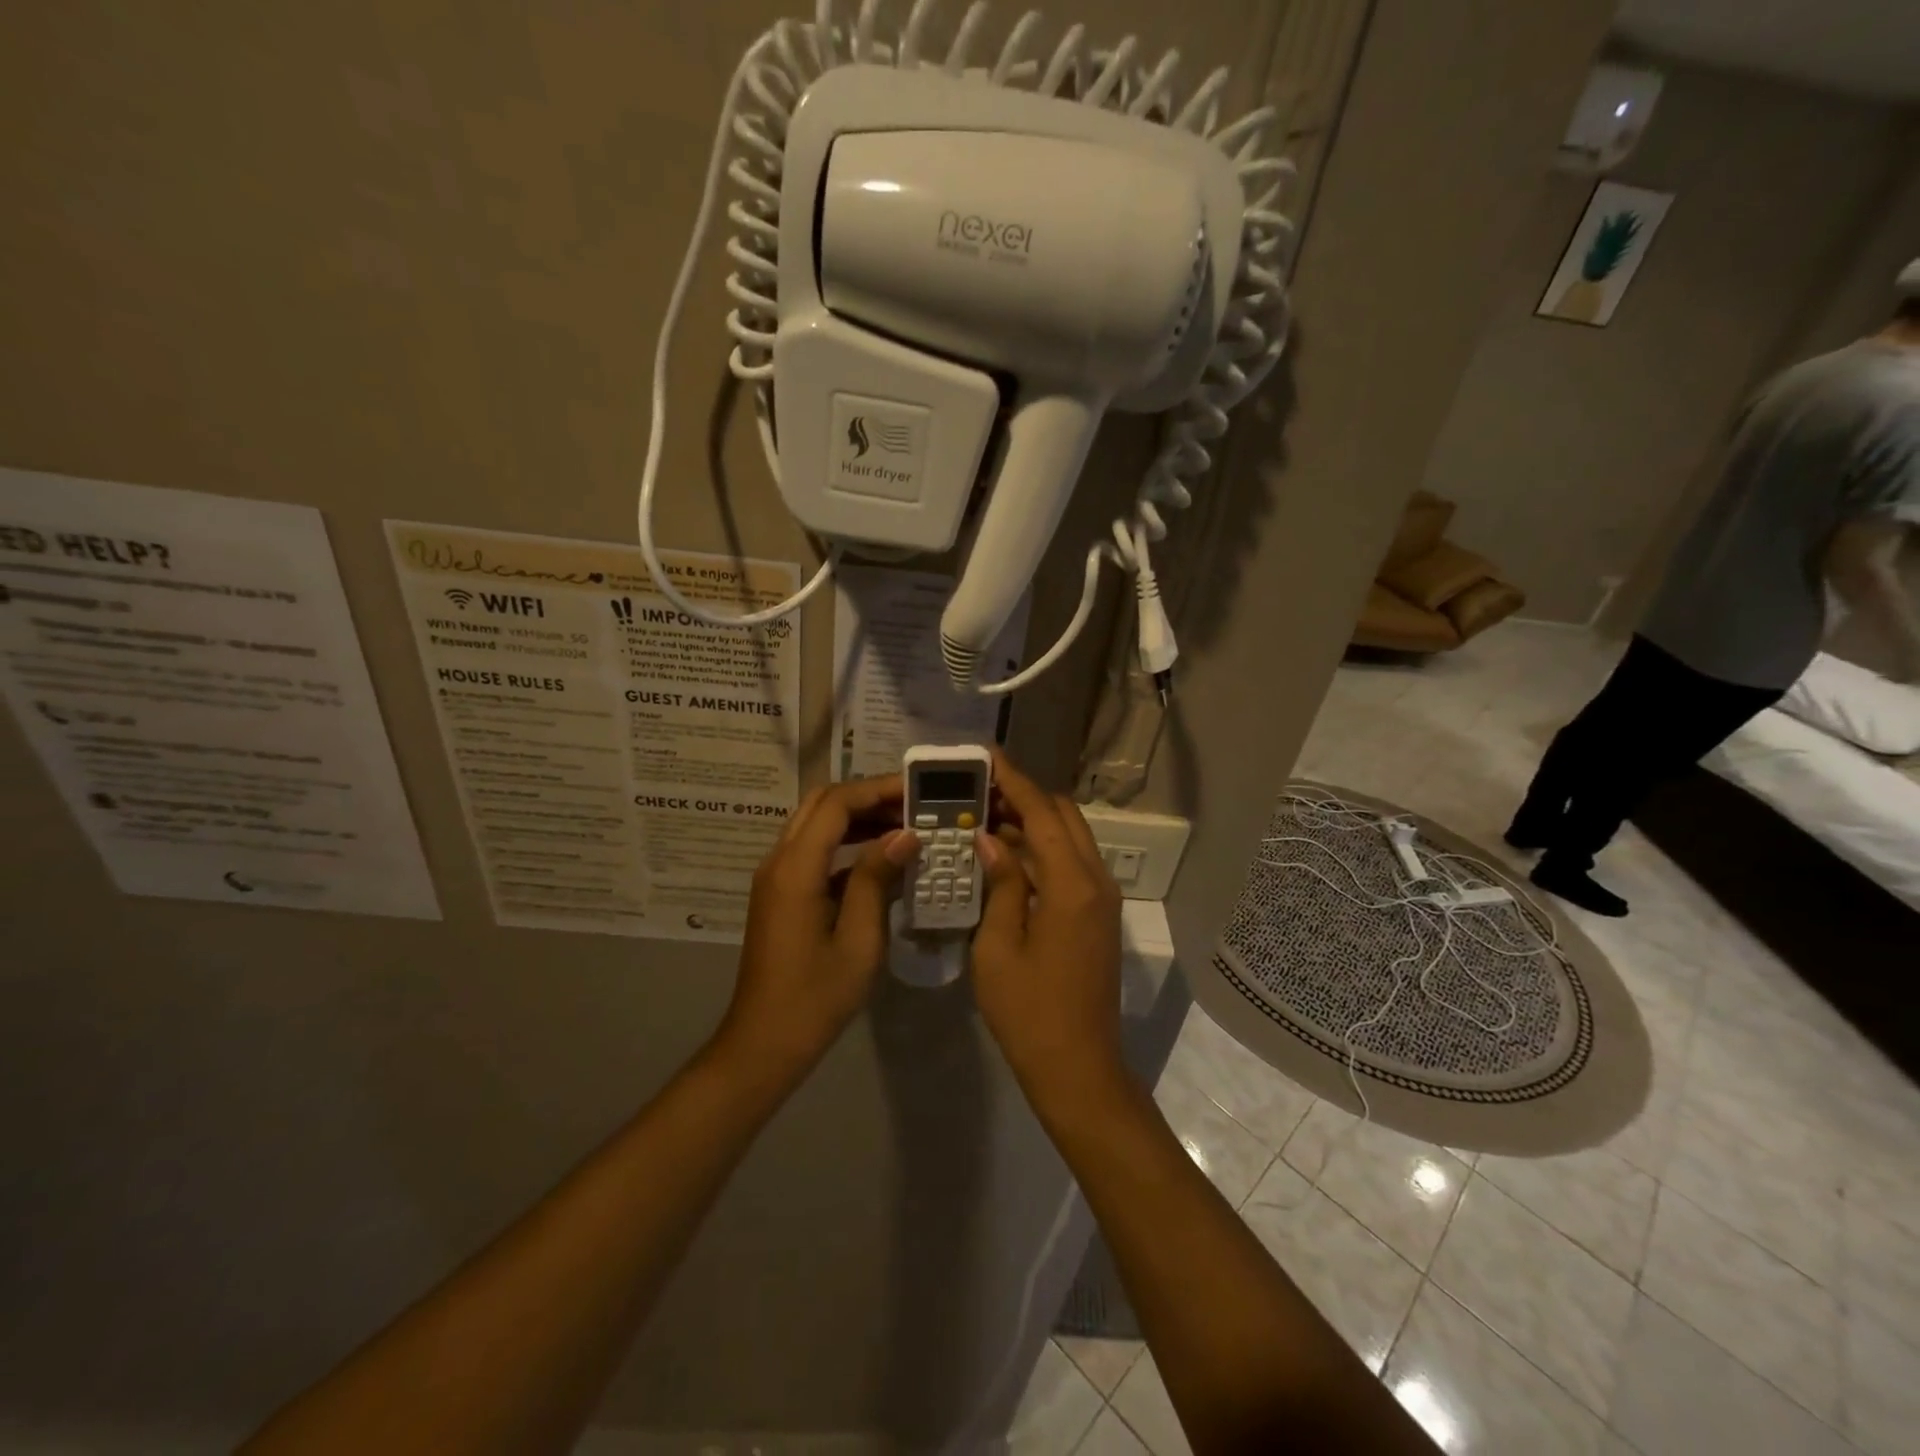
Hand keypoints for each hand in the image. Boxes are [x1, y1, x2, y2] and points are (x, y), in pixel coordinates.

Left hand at [716, 776, 918, 1080]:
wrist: (764, 1043)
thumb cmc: (815, 998)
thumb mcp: (859, 940)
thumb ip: (878, 879)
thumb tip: (905, 835)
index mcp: (795, 869)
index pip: (836, 803)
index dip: (877, 790)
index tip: (917, 791)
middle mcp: (778, 861)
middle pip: (821, 803)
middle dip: (867, 797)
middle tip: (912, 806)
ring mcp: (776, 877)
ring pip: (815, 824)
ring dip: (856, 818)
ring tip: (904, 827)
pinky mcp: (780, 894)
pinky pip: (813, 851)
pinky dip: (846, 844)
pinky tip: (881, 859)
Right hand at [971, 750, 1125, 1098]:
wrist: (1079, 1069)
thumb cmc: (1030, 1013)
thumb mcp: (998, 948)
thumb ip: (1000, 886)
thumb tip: (991, 840)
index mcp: (1072, 885)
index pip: (1042, 812)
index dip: (1014, 780)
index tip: (985, 755)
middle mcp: (1096, 881)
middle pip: (1064, 816)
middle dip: (1025, 796)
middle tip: (979, 790)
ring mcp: (1103, 899)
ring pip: (1071, 838)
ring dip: (1035, 822)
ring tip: (987, 816)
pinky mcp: (1099, 916)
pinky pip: (1073, 864)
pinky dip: (1044, 849)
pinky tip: (1008, 856)